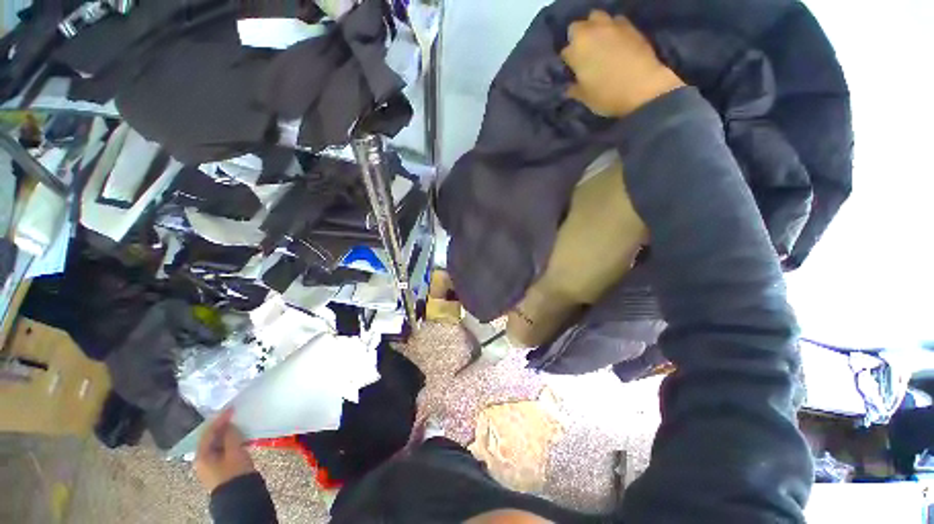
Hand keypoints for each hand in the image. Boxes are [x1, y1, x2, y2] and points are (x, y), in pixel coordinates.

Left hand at [194, 409, 255, 492]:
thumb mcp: (234, 451)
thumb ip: (231, 436)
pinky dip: (230, 441)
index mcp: (201, 455)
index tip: (232, 407)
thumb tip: (229, 424)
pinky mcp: (221, 468)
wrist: (240, 496)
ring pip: (217, 444)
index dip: (220, 419)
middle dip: (222, 426)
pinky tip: (240, 438)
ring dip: (227, 434)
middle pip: (211, 438)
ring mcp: (211, 465)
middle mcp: (202, 459)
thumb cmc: (235, 472)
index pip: (208, 432)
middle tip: (234, 415)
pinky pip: (223, 450)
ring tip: (238, 424)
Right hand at [561, 11, 683, 116]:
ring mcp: (612, 26)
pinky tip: (617, 42)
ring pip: (597, 17)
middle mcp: (591, 32)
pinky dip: (614, 29)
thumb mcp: (585, 98)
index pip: (565, 52)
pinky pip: (617, 22)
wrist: (642, 87)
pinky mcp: (630, 26)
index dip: (568, 62)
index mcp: (577, 50)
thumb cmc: (607, 95)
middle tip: (583, 54)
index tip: (573, 71)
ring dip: (595, 28)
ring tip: (600, 43)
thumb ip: (575, 89)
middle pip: (578, 27)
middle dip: (578, 38)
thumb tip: (569, 88)